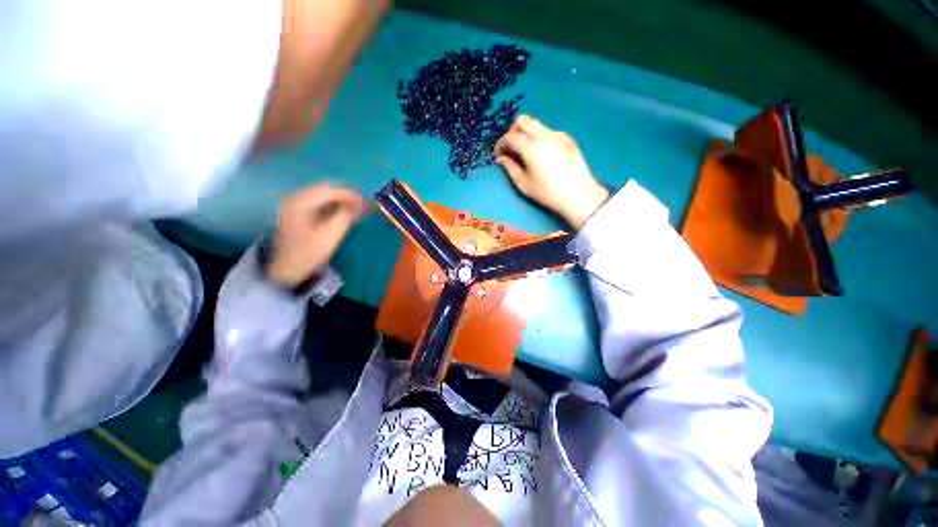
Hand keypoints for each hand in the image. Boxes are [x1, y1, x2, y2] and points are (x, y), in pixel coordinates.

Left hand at [266, 183, 365, 286]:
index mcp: (300, 203)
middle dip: (346, 195)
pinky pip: (319, 201)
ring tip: (356, 208)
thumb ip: (344, 217)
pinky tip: (343, 212)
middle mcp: (295, 198)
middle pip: (325, 188)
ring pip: (322, 194)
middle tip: (363, 205)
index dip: (350, 195)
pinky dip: (333, 204)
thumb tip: (357, 205)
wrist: (287, 269)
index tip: (366, 202)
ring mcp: (295, 204)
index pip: (330, 190)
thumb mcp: (330, 237)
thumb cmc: (308, 254)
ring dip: (340, 199)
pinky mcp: (298, 212)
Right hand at [494, 115, 608, 228]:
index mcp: (531, 147)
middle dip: (512, 132)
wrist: (578, 194)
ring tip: (525, 153)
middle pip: (523, 121)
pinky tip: (541, 155)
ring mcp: (557, 134)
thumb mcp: (523, 184)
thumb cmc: (547, 192)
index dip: (500, 144)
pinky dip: (538, 138)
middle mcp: (544, 135)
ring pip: (536, 125)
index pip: (510, 137)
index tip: (497, 154)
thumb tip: (500, 158)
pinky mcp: (567, 138)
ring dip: (526, 134)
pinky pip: (547, 132)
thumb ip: (510, 167)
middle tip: (510, 148)